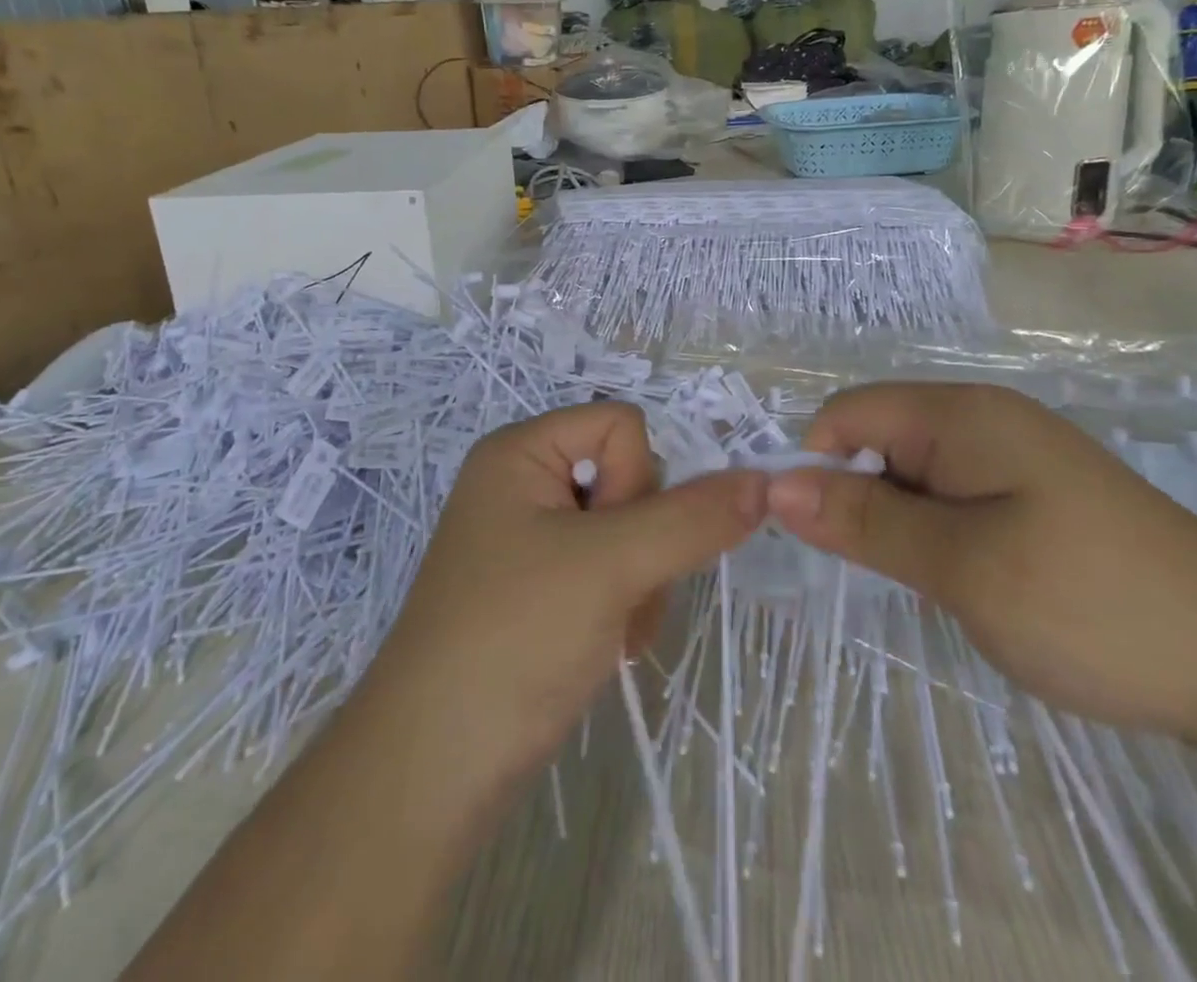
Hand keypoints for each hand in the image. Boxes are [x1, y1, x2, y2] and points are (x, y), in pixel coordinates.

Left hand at [360, 402, 767, 795]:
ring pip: (631, 532)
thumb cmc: (514, 638)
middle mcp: (524, 484)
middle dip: (644, 543)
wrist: (432, 772)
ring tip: (609, 632)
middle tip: (615, 595)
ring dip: (640, 583)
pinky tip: (602, 647)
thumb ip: (693, 518)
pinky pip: (611, 570)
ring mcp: (532, 540)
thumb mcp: (610, 566)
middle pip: (630, 479)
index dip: (637, 481)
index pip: (623, 425)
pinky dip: (623, 606)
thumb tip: (764, 481)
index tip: (614, 544)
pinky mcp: (541, 589)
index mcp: (522, 452)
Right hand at [764, 382, 1196, 738]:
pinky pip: (953, 496)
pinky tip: (968, 581)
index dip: (817, 467)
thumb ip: (864, 520)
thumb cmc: (1091, 605)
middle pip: (878, 439)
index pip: (847, 414)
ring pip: (914, 473)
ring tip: (933, 585)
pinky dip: (937, 534)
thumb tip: (775, 486)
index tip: (819, 539)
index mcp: (961, 414)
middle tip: (884, 574)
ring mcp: (1013, 456)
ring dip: (899, 523)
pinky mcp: (1034, 494)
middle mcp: (983, 418)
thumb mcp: (961, 566)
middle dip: (858, 498)